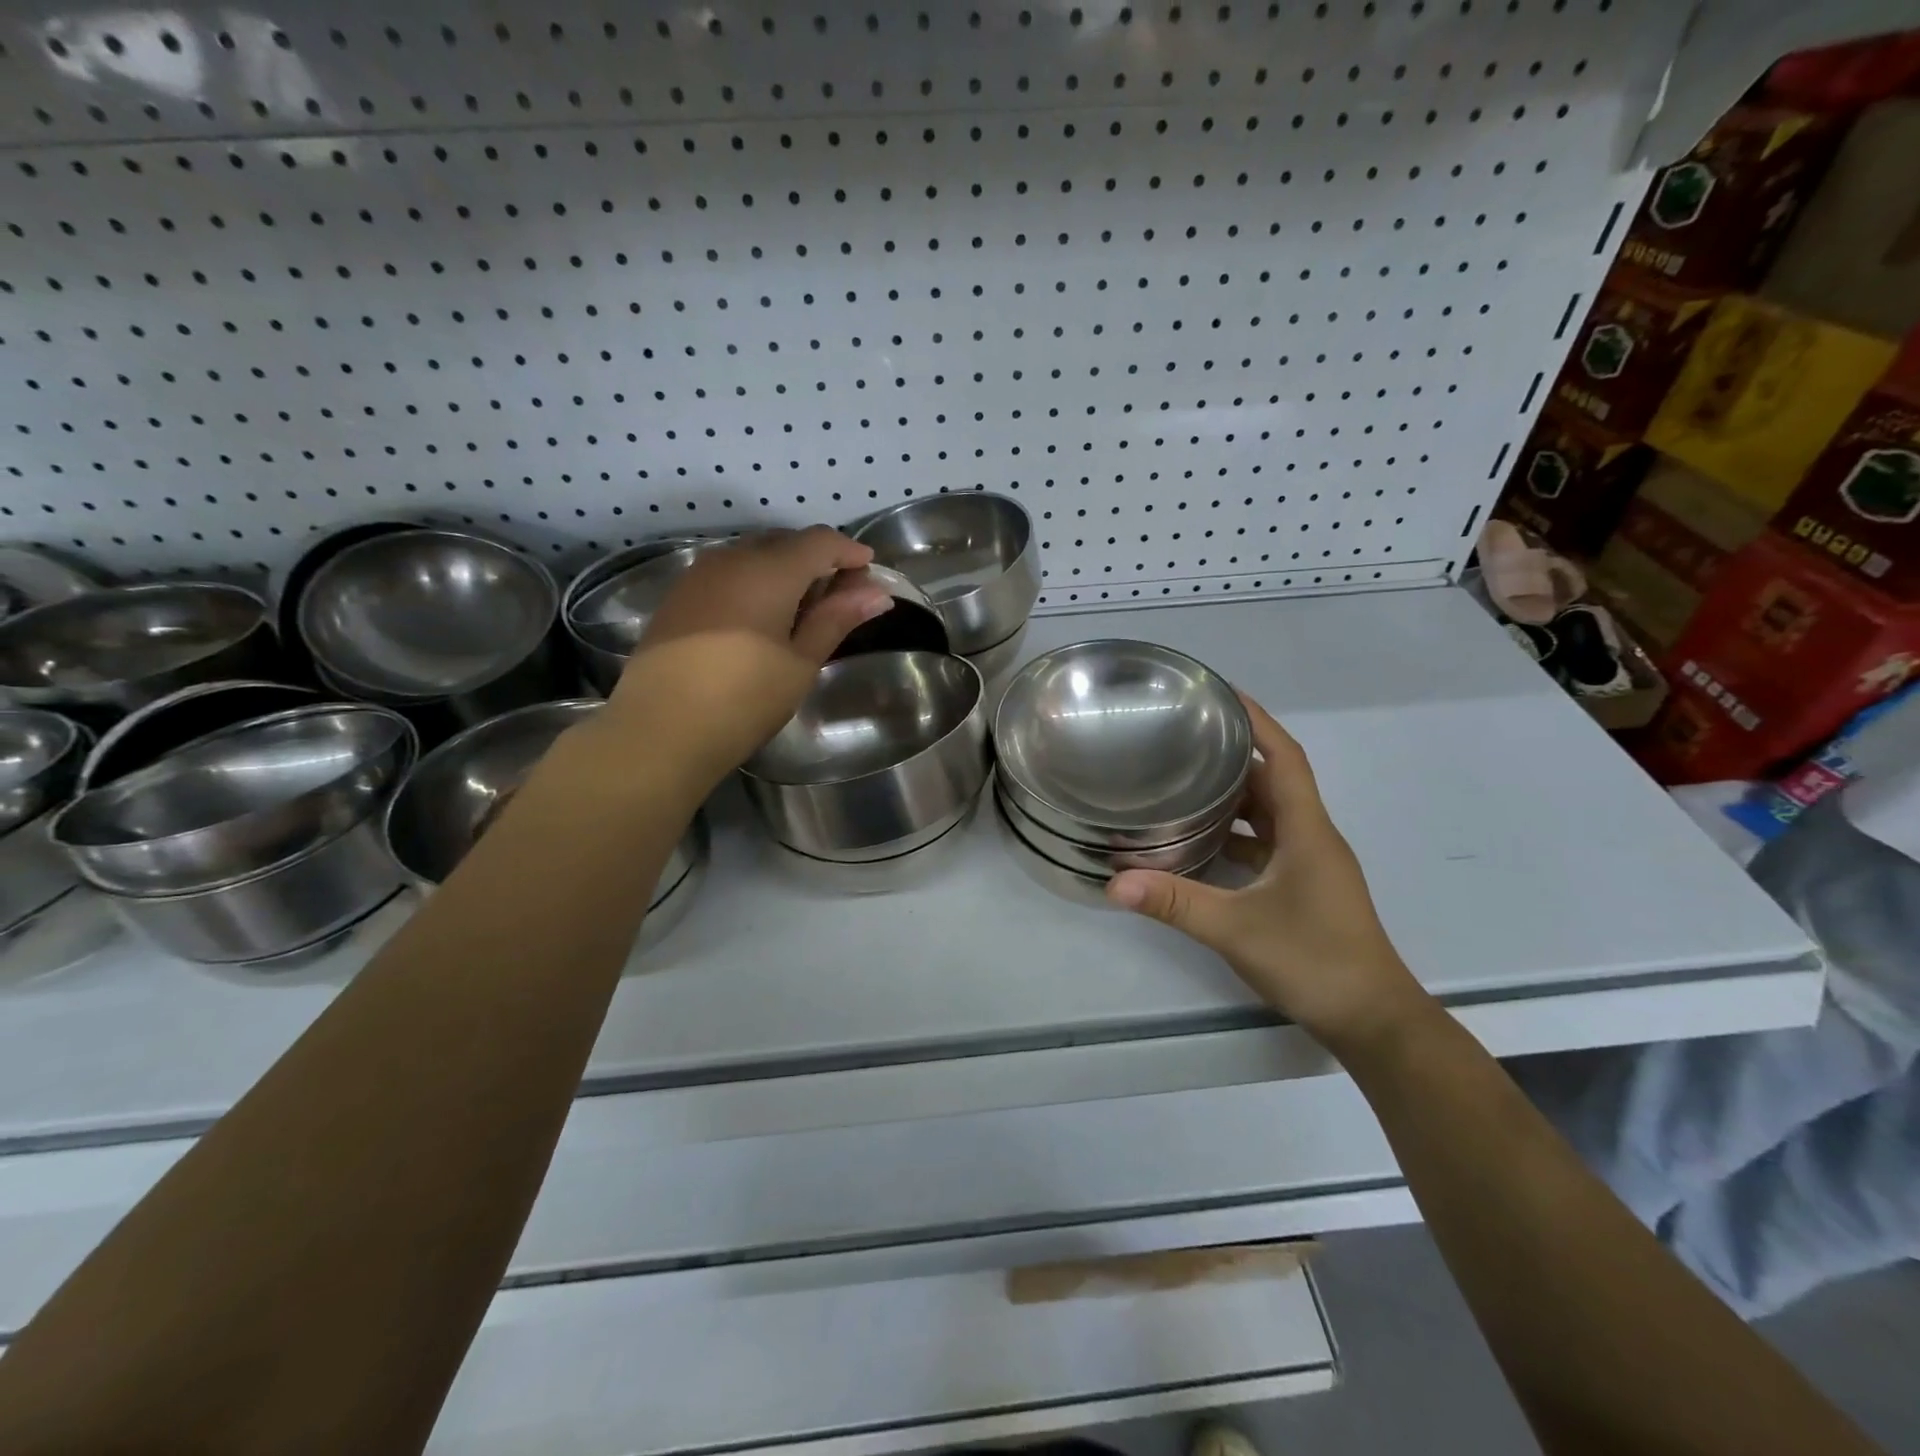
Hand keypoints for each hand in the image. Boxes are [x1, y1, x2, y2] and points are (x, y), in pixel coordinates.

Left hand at [595, 528, 894, 789]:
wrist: (660, 730)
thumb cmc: (744, 699)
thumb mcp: (800, 663)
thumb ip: (836, 620)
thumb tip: (877, 593)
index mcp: (768, 570)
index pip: (819, 541)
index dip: (848, 550)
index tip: (870, 570)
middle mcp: (731, 559)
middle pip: (784, 541)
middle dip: (818, 559)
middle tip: (841, 595)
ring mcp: (698, 575)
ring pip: (752, 555)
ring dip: (785, 570)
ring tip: (803, 608)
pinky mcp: (678, 597)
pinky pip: (727, 572)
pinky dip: (755, 582)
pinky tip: (761, 616)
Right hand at [1106, 695, 1432, 1052]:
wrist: (1372, 1020)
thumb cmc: (1315, 961)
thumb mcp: (1236, 929)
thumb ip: (1175, 902)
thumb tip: (1115, 882)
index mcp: (1307, 830)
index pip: (1286, 757)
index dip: (1259, 721)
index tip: (1223, 694)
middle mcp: (1312, 837)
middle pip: (1273, 781)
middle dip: (1234, 755)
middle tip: (1185, 738)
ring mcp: (1310, 865)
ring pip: (1269, 815)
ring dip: (1233, 797)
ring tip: (1184, 782)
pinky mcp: (1303, 888)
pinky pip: (1266, 844)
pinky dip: (1236, 835)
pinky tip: (1199, 845)